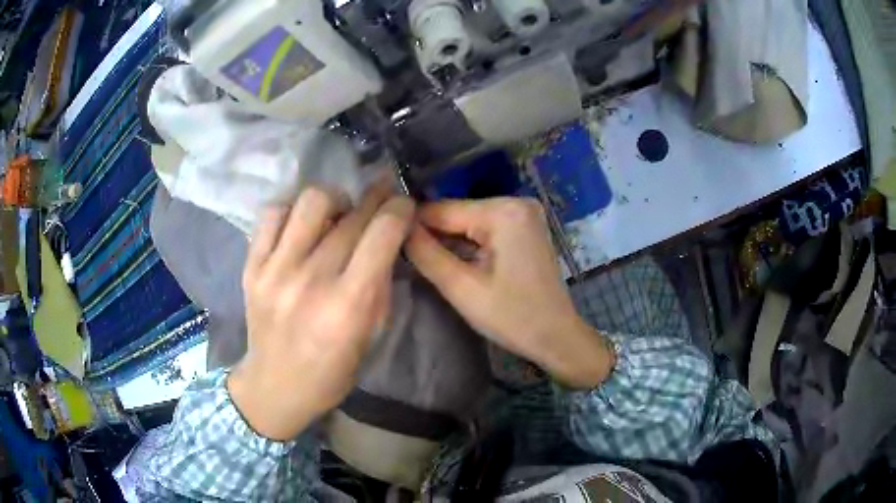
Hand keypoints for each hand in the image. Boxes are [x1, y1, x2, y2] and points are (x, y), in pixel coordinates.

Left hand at [229, 185, 414, 440]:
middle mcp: (310, 280)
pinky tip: (302, 227)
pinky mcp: (251, 266)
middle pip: (351, 215)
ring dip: (334, 200)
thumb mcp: (371, 336)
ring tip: (336, 216)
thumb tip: (387, 238)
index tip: (403, 205)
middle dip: (375, 202)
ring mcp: (275, 270)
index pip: (382, 233)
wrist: (274, 385)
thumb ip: (380, 284)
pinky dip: (293, 211)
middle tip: (379, 205)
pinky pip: (273, 213)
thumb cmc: (331, 371)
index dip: (400, 209)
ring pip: (311, 201)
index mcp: (347, 305)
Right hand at [405, 198, 613, 388]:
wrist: (557, 336)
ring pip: (469, 222)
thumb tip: (397, 228)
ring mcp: (524, 213)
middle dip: (434, 236)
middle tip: (409, 259)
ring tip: (429, 263)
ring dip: (450, 242)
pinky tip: (457, 263)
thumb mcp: (462, 288)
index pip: (442, 209)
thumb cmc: (512, 317)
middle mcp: (516, 202)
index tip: (389, 244)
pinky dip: (469, 244)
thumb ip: (426, 254)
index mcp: (503, 212)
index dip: (412, 226)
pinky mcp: (525, 227)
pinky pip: (486, 229)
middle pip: (457, 214)